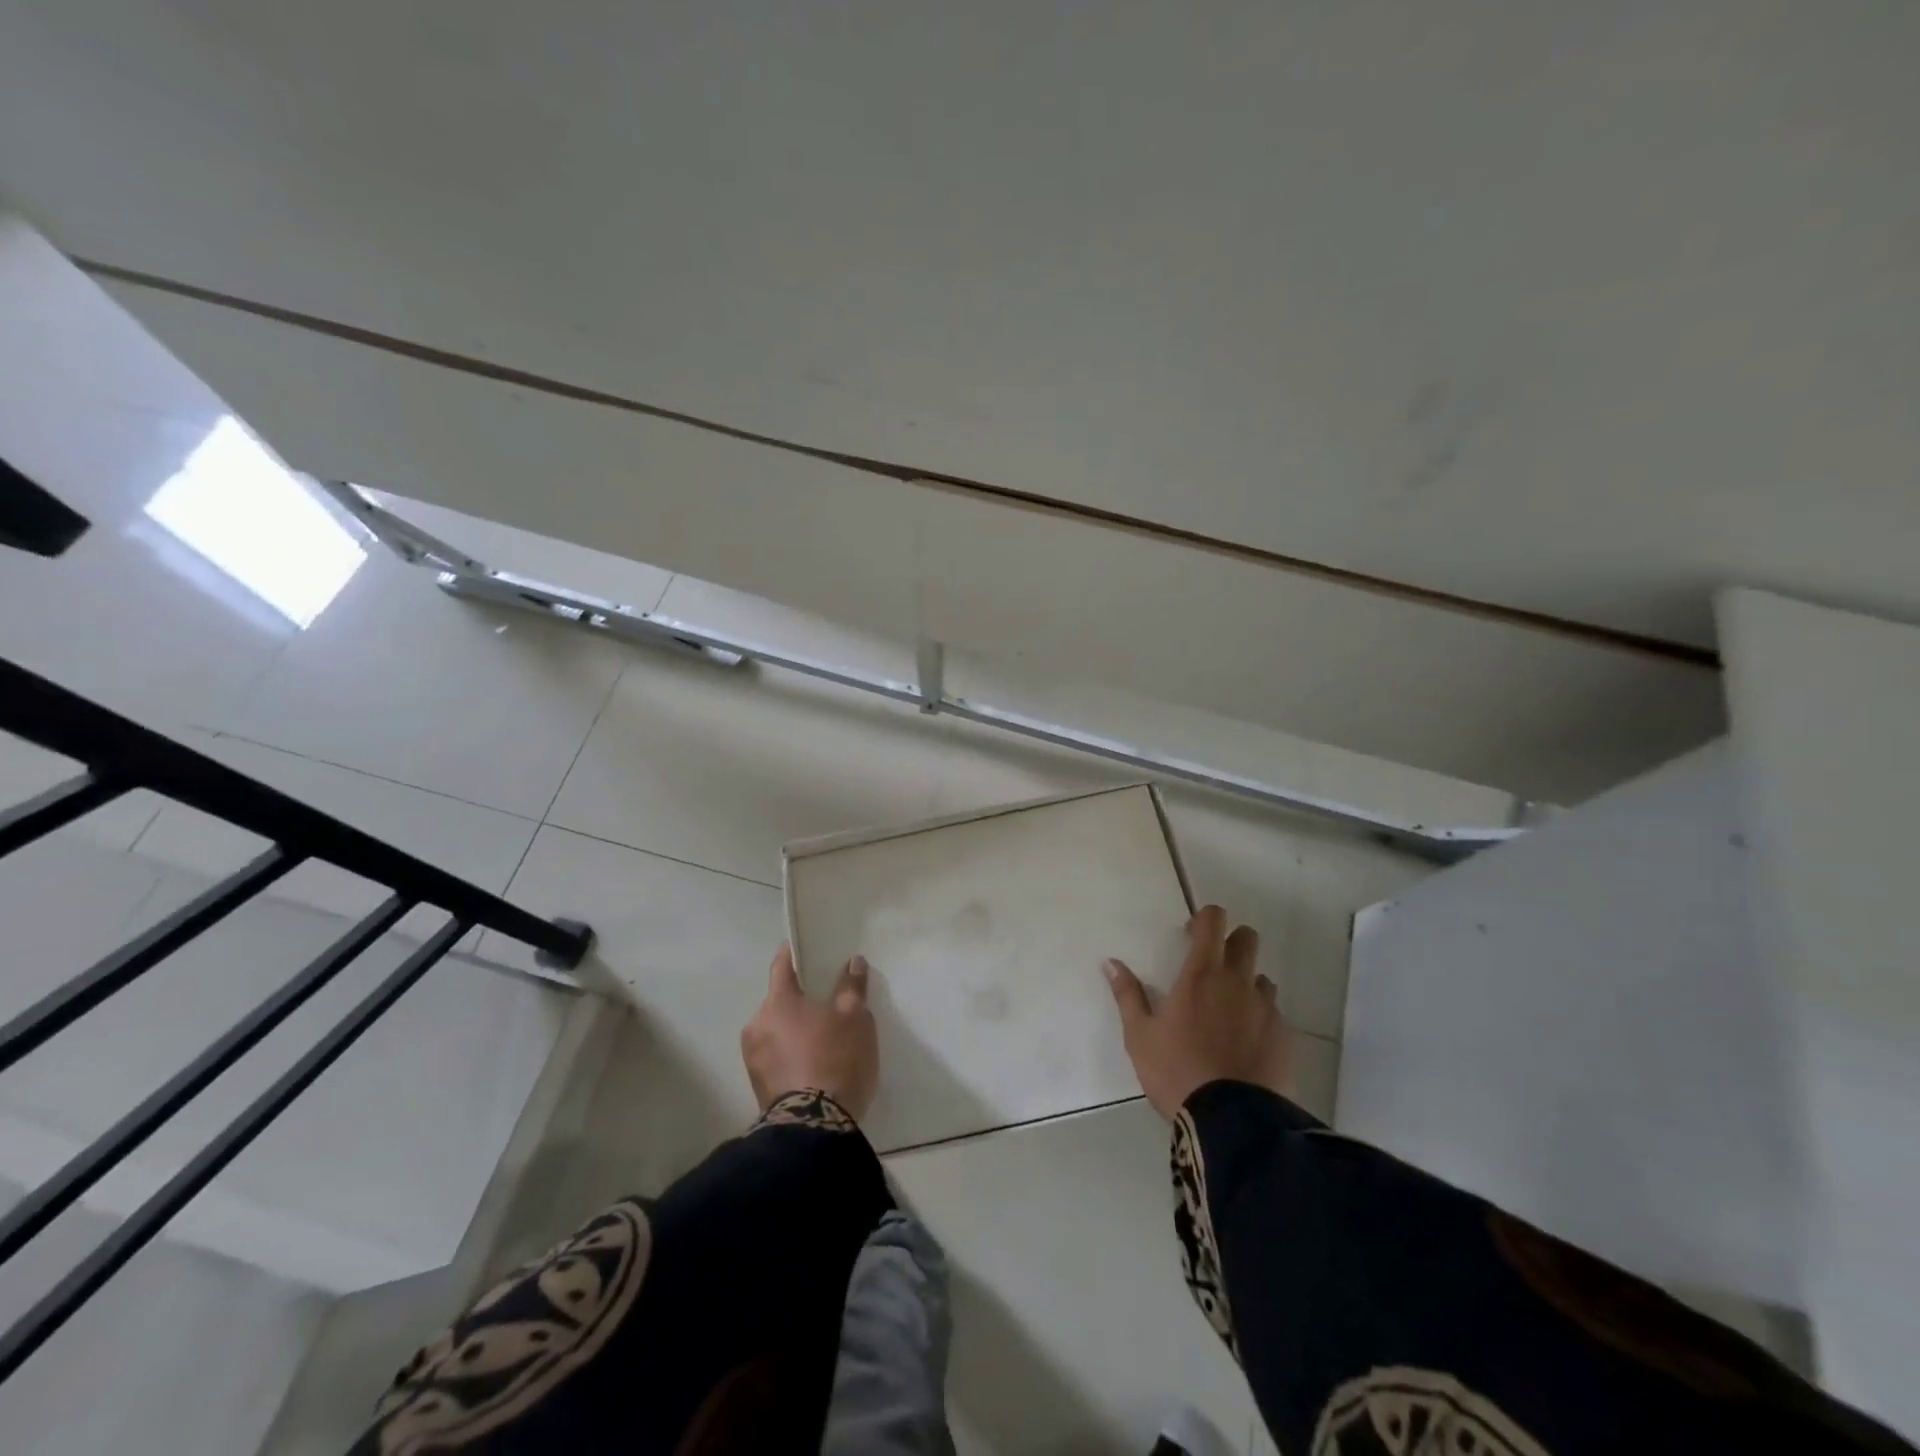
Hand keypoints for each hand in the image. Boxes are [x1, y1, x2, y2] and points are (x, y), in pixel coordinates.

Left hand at [741, 943, 878, 1121]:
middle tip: (827, 1001)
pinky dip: (792, 1053)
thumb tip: (852, 962)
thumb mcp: (855, 1018)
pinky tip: (814, 1062)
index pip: (782, 966)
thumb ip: (852, 987)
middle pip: (780, 1001)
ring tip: (824, 1037)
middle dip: (800, 999)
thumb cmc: (835, 1059)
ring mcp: (753, 1058)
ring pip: (777, 1030)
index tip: (805, 948)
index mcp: (777, 1002)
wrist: (814, 1128)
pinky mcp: (758, 1087)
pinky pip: (777, 1056)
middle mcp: (757, 1025)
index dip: (794, 954)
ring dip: (796, 1029)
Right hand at [1104, 904, 1295, 1119]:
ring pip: (1262, 979)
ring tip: (1229, 1013)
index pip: (1213, 922)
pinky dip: (1261, 1020)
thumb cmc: (1176, 1071)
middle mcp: (1238, 982)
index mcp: (1201, 975)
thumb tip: (1111, 963)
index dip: (1206, 918)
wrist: (1230, 1121)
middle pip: (1247, 939)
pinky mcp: (1285, 1038)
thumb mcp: (1139, 1035)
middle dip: (1232, 942)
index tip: (1192, 932)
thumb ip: (1128, 995)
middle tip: (1212, 965)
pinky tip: (1247, 1046)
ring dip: (1247, 985)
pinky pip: (1274, 1016)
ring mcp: (1266, 1009)